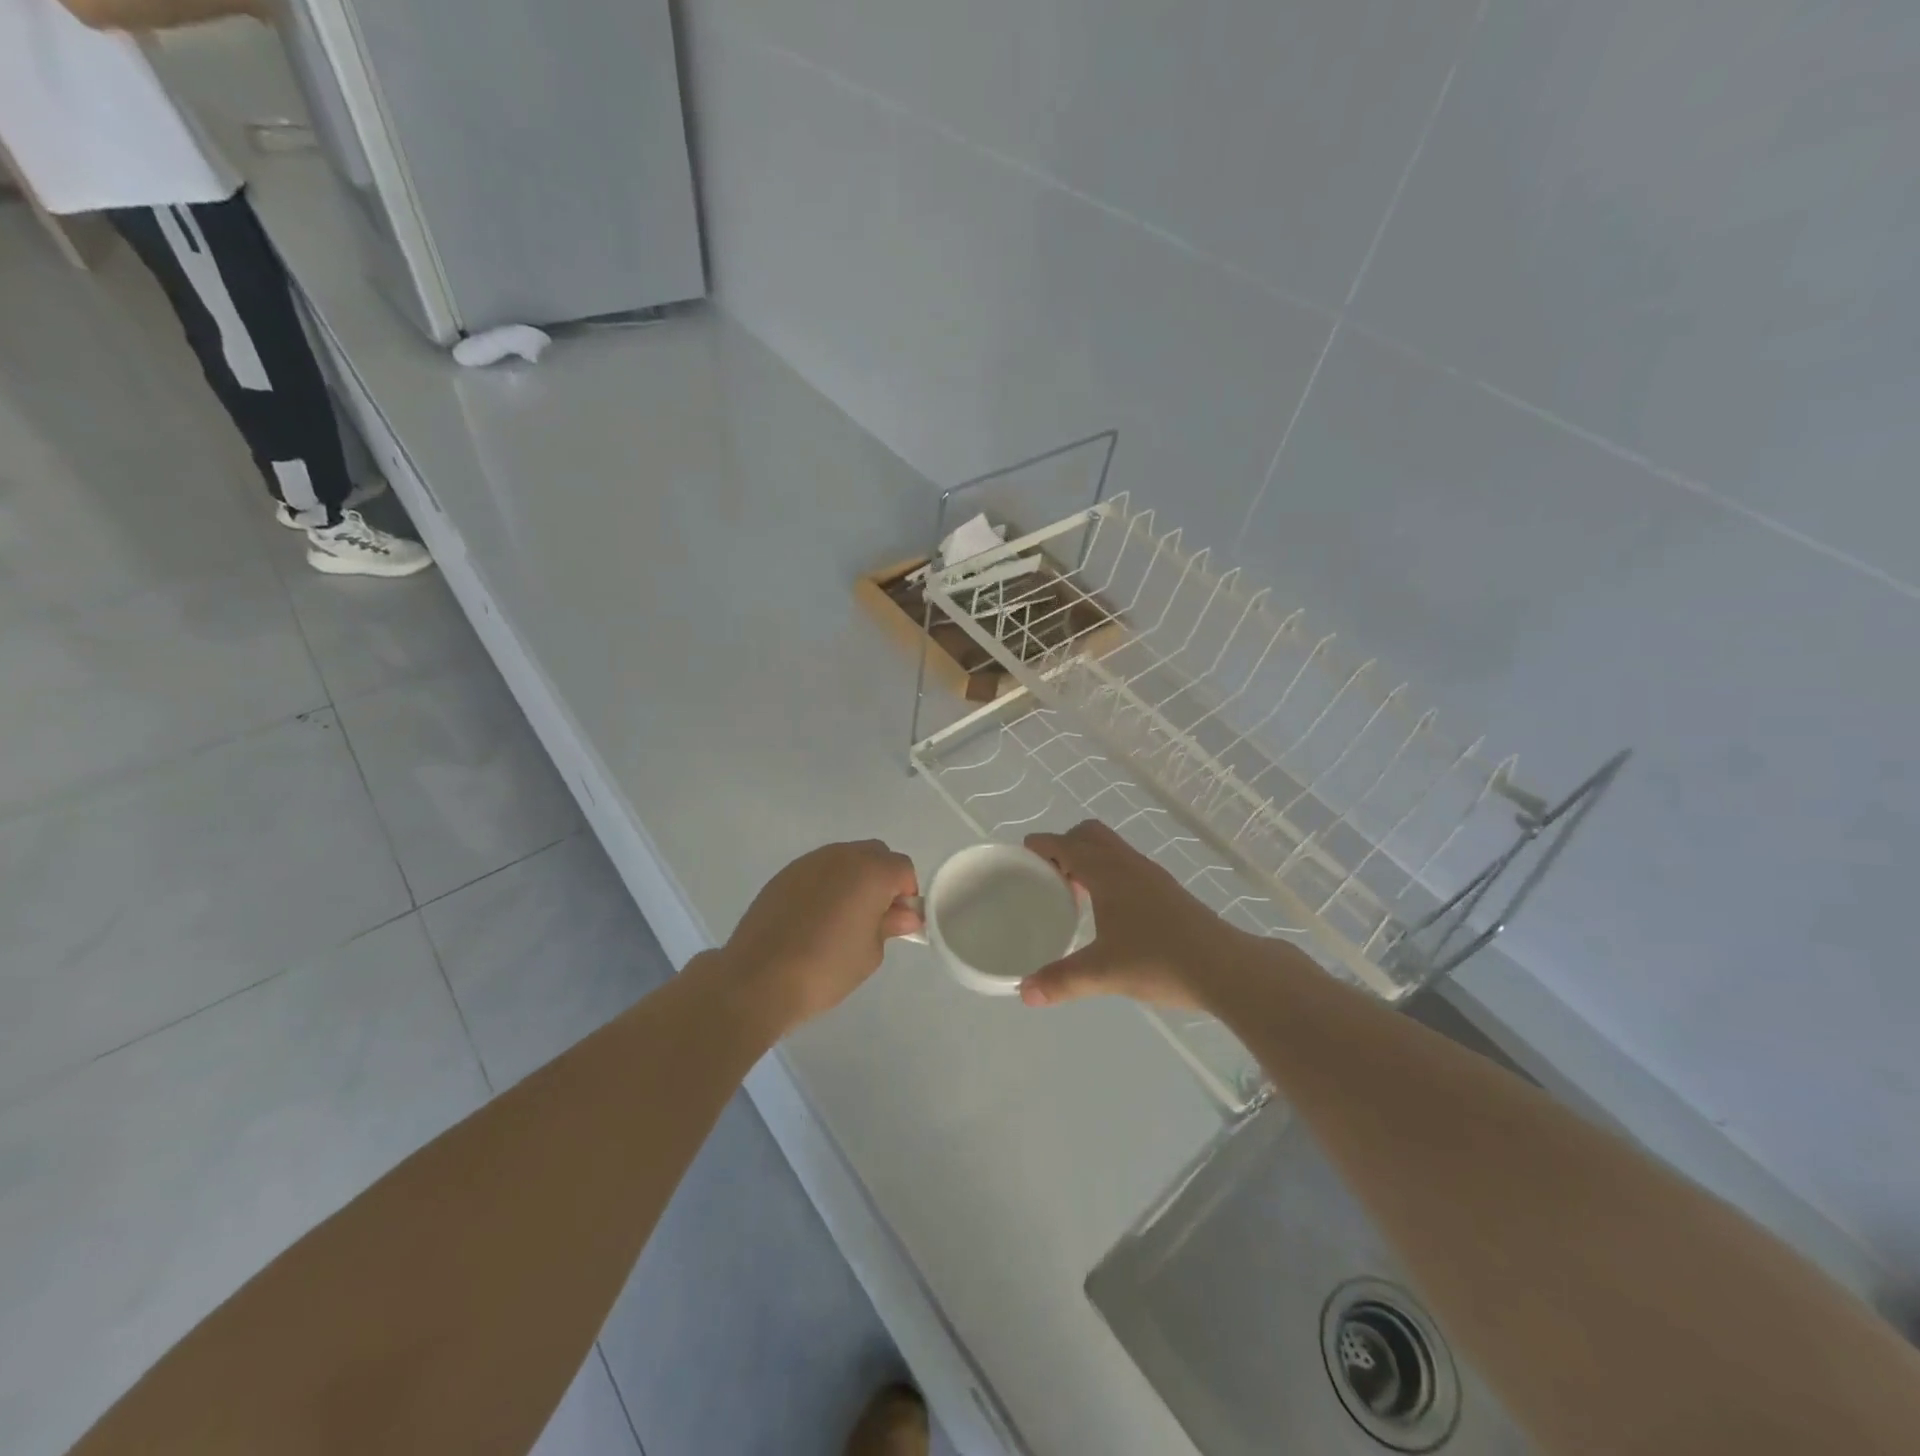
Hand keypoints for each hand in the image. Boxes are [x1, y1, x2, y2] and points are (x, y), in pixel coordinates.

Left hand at [719, 840, 921, 1033]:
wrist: (758, 979)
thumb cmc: (826, 968)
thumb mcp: (870, 952)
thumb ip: (890, 925)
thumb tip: (904, 914)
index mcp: (870, 871)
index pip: (903, 868)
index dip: (906, 894)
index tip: (897, 922)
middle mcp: (841, 856)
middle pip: (875, 854)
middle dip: (882, 879)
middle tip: (874, 917)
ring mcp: (809, 862)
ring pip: (845, 859)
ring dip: (853, 879)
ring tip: (841, 919)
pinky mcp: (784, 874)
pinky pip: (818, 870)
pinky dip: (826, 885)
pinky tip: (814, 919)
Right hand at [1020, 821, 1256, 1009]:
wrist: (1224, 967)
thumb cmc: (1158, 961)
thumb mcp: (1103, 973)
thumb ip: (1061, 980)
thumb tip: (1025, 993)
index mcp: (1107, 873)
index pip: (1066, 844)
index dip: (1041, 845)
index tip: (1022, 856)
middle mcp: (1128, 864)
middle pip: (1090, 834)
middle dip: (1065, 845)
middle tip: (1048, 875)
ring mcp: (1151, 875)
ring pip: (1112, 849)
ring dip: (1088, 858)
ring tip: (1073, 892)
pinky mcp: (1167, 890)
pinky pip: (1127, 865)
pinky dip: (1108, 872)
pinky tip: (1108, 910)